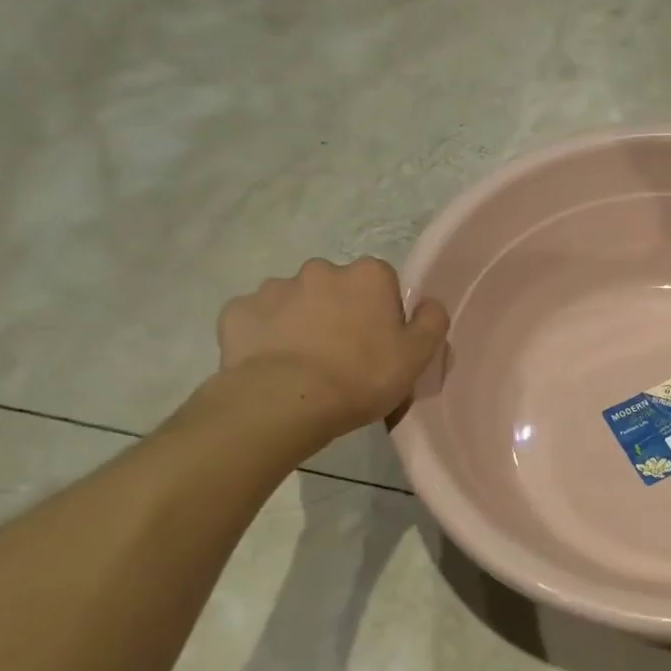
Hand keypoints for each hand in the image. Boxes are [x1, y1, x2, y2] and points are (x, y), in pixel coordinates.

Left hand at [217, 258, 449, 431]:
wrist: (284, 401)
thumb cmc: (361, 377)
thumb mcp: (416, 357)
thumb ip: (432, 322)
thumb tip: (429, 303)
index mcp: (368, 275)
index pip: (382, 283)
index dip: (382, 313)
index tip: (378, 344)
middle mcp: (321, 269)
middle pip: (337, 288)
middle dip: (338, 312)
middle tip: (341, 356)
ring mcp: (274, 287)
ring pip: (295, 301)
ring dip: (300, 322)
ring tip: (302, 365)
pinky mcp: (238, 310)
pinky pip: (257, 319)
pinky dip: (264, 336)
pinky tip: (270, 365)